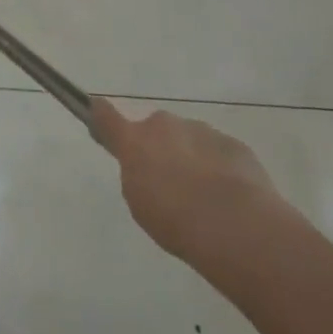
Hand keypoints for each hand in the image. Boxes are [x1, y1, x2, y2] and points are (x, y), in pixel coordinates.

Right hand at [90, 98, 288, 266]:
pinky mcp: (234, 144)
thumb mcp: (140, 203)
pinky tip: (229, 198)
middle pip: (157, 130)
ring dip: (192, 158)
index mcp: (135, 141)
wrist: (236, 225)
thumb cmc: (175, 220)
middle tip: (171, 181)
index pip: (107, 117)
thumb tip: (145, 165)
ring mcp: (201, 131)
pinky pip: (219, 152)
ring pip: (190, 139)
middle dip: (161, 148)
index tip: (96, 108)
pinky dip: (220, 167)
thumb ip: (137, 175)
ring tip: (205, 196)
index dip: (100, 113)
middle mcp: (165, 126)